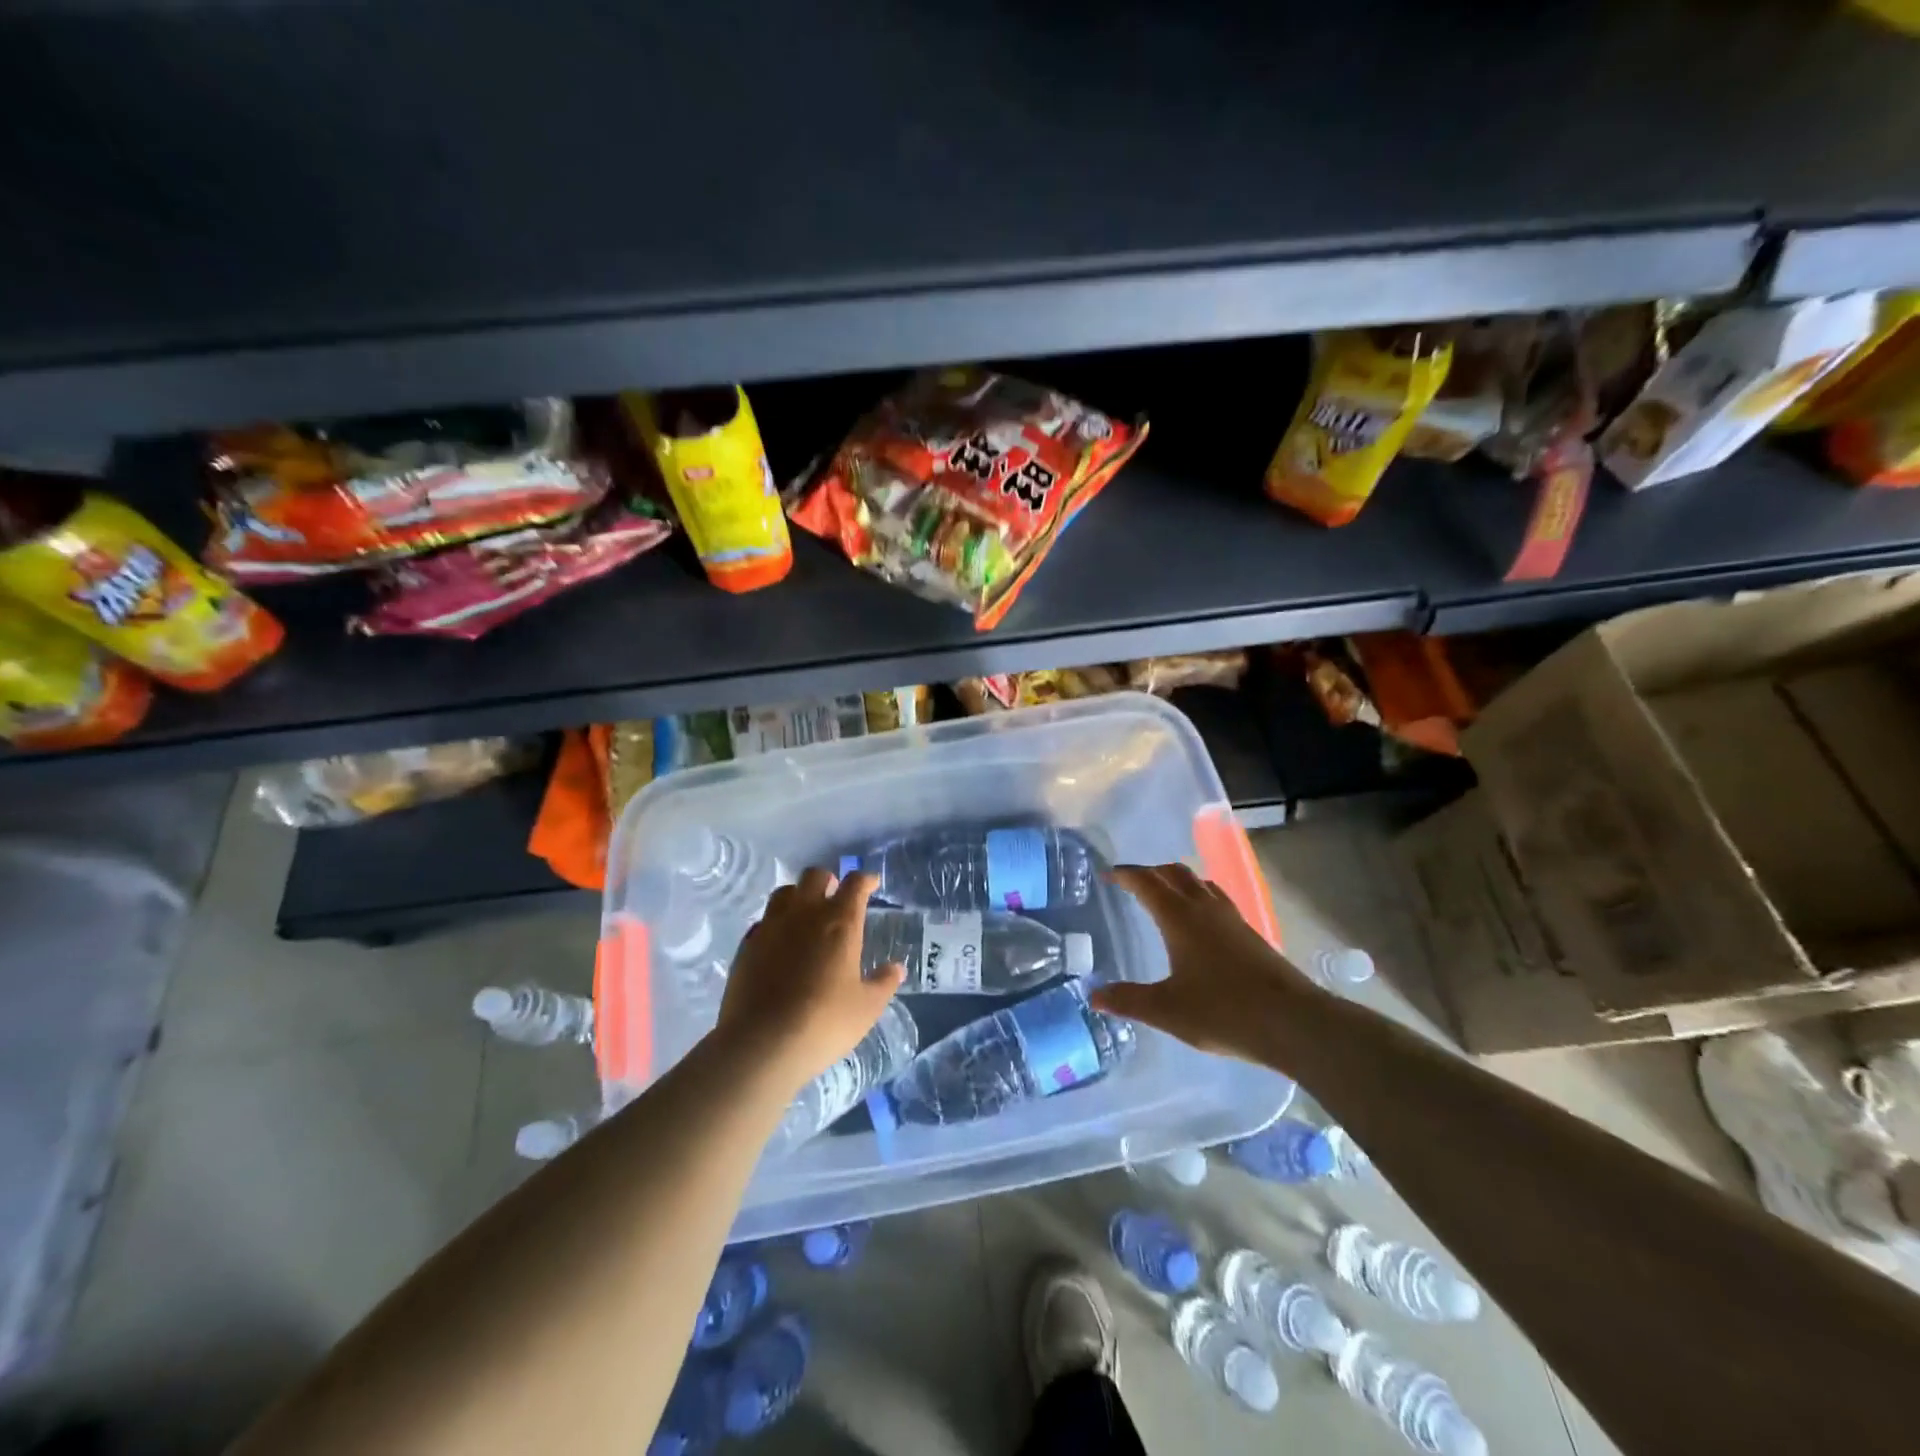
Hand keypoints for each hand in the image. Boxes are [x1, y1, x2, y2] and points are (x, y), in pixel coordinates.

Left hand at [716, 867, 905, 1093]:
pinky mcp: (747, 945)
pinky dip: (776, 923)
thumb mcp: (866, 1008)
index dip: (865, 879)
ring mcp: (771, 926)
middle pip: (815, 876)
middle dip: (829, 880)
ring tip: (805, 914)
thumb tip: (896, 968)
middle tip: (836, 896)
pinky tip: (780, 943)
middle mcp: (805, 914)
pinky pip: (764, 920)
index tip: (871, 884)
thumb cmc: (824, 1022)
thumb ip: (883, 983)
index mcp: (840, 922)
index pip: (855, 884)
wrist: (761, 1043)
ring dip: (799, 895)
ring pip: (785, 892)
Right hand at [1089, 863, 1322, 1064]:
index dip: (1125, 874)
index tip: (1107, 874)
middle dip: (1150, 872)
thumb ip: (1128, 1000)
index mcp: (1179, 918)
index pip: (1146, 882)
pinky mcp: (1250, 933)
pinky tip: (1200, 923)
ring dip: (1177, 881)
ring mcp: (1231, 918)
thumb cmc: (1223, 1012)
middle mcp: (1204, 908)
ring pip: (1198, 883)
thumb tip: (1093, 996)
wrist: (1294, 1022)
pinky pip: (1216, 899)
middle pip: (1174, 873)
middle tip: (1131, 883)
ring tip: (1164, 895)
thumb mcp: (1167, 1010)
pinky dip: (1198, 897)